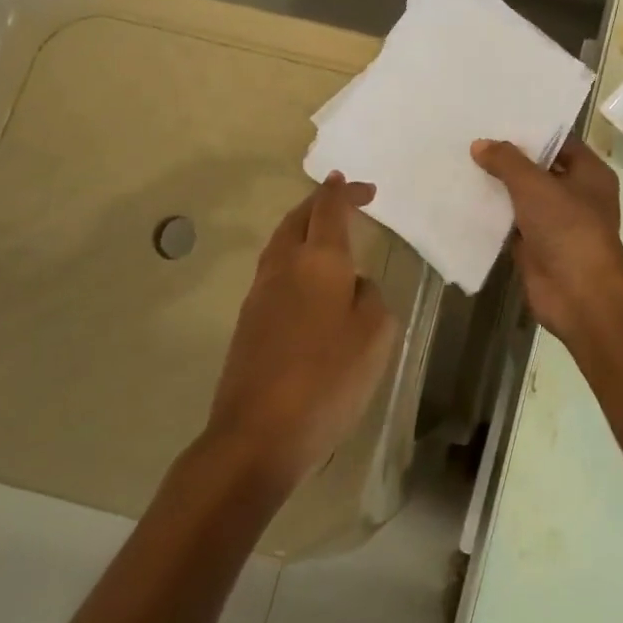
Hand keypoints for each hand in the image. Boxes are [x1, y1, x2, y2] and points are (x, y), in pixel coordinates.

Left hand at [207, 174, 393, 495]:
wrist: (258, 436)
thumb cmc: (328, 379)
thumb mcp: (375, 335)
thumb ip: (370, 297)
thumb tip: (354, 286)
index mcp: (318, 261)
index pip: (329, 209)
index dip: (345, 192)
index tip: (361, 186)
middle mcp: (283, 267)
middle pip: (296, 219)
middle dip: (319, 203)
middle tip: (343, 199)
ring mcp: (259, 295)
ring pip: (280, 244)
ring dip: (302, 230)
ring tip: (325, 235)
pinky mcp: (247, 324)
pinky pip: (274, 273)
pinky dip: (293, 260)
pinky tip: (308, 285)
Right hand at [471, 137, 622, 356]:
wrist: (579, 294)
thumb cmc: (567, 228)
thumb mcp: (535, 186)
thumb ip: (507, 162)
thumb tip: (480, 144)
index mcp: (590, 173)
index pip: (559, 141)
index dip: (530, 130)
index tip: (497, 118)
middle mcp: (576, 195)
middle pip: (539, 169)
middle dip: (508, 158)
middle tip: (471, 137)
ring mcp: (556, 223)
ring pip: (522, 198)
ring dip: (498, 187)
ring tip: (461, 163)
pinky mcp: (537, 247)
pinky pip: (511, 225)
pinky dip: (492, 216)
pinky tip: (463, 200)